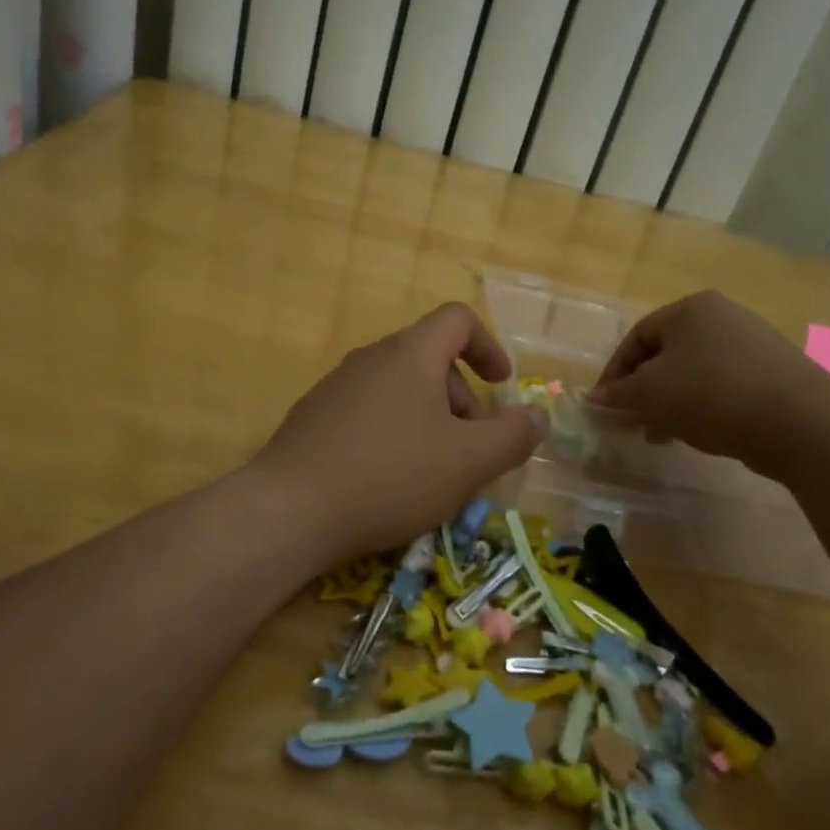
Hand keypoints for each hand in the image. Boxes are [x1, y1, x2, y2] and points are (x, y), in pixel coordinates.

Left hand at [255, 303, 547, 562]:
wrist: (291, 509)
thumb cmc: (391, 475)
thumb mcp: (468, 462)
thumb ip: (512, 436)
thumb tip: (538, 417)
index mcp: (410, 354)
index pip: (457, 319)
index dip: (488, 346)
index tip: (501, 386)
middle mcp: (371, 357)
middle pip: (429, 358)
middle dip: (461, 398)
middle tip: (469, 449)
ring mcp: (336, 386)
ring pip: (398, 388)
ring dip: (428, 419)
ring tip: (432, 471)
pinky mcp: (313, 417)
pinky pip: (368, 411)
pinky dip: (393, 432)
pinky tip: (387, 480)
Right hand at [590, 291, 829, 474]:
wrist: (799, 421)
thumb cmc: (710, 393)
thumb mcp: (650, 393)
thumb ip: (618, 394)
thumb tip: (595, 399)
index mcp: (691, 308)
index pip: (637, 337)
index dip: (614, 372)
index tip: (603, 405)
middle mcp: (724, 317)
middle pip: (667, 353)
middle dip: (643, 389)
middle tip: (631, 420)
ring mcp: (755, 344)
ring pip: (695, 372)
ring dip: (671, 402)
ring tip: (660, 434)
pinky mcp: (776, 374)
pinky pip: (724, 387)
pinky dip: (703, 407)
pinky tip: (698, 434)